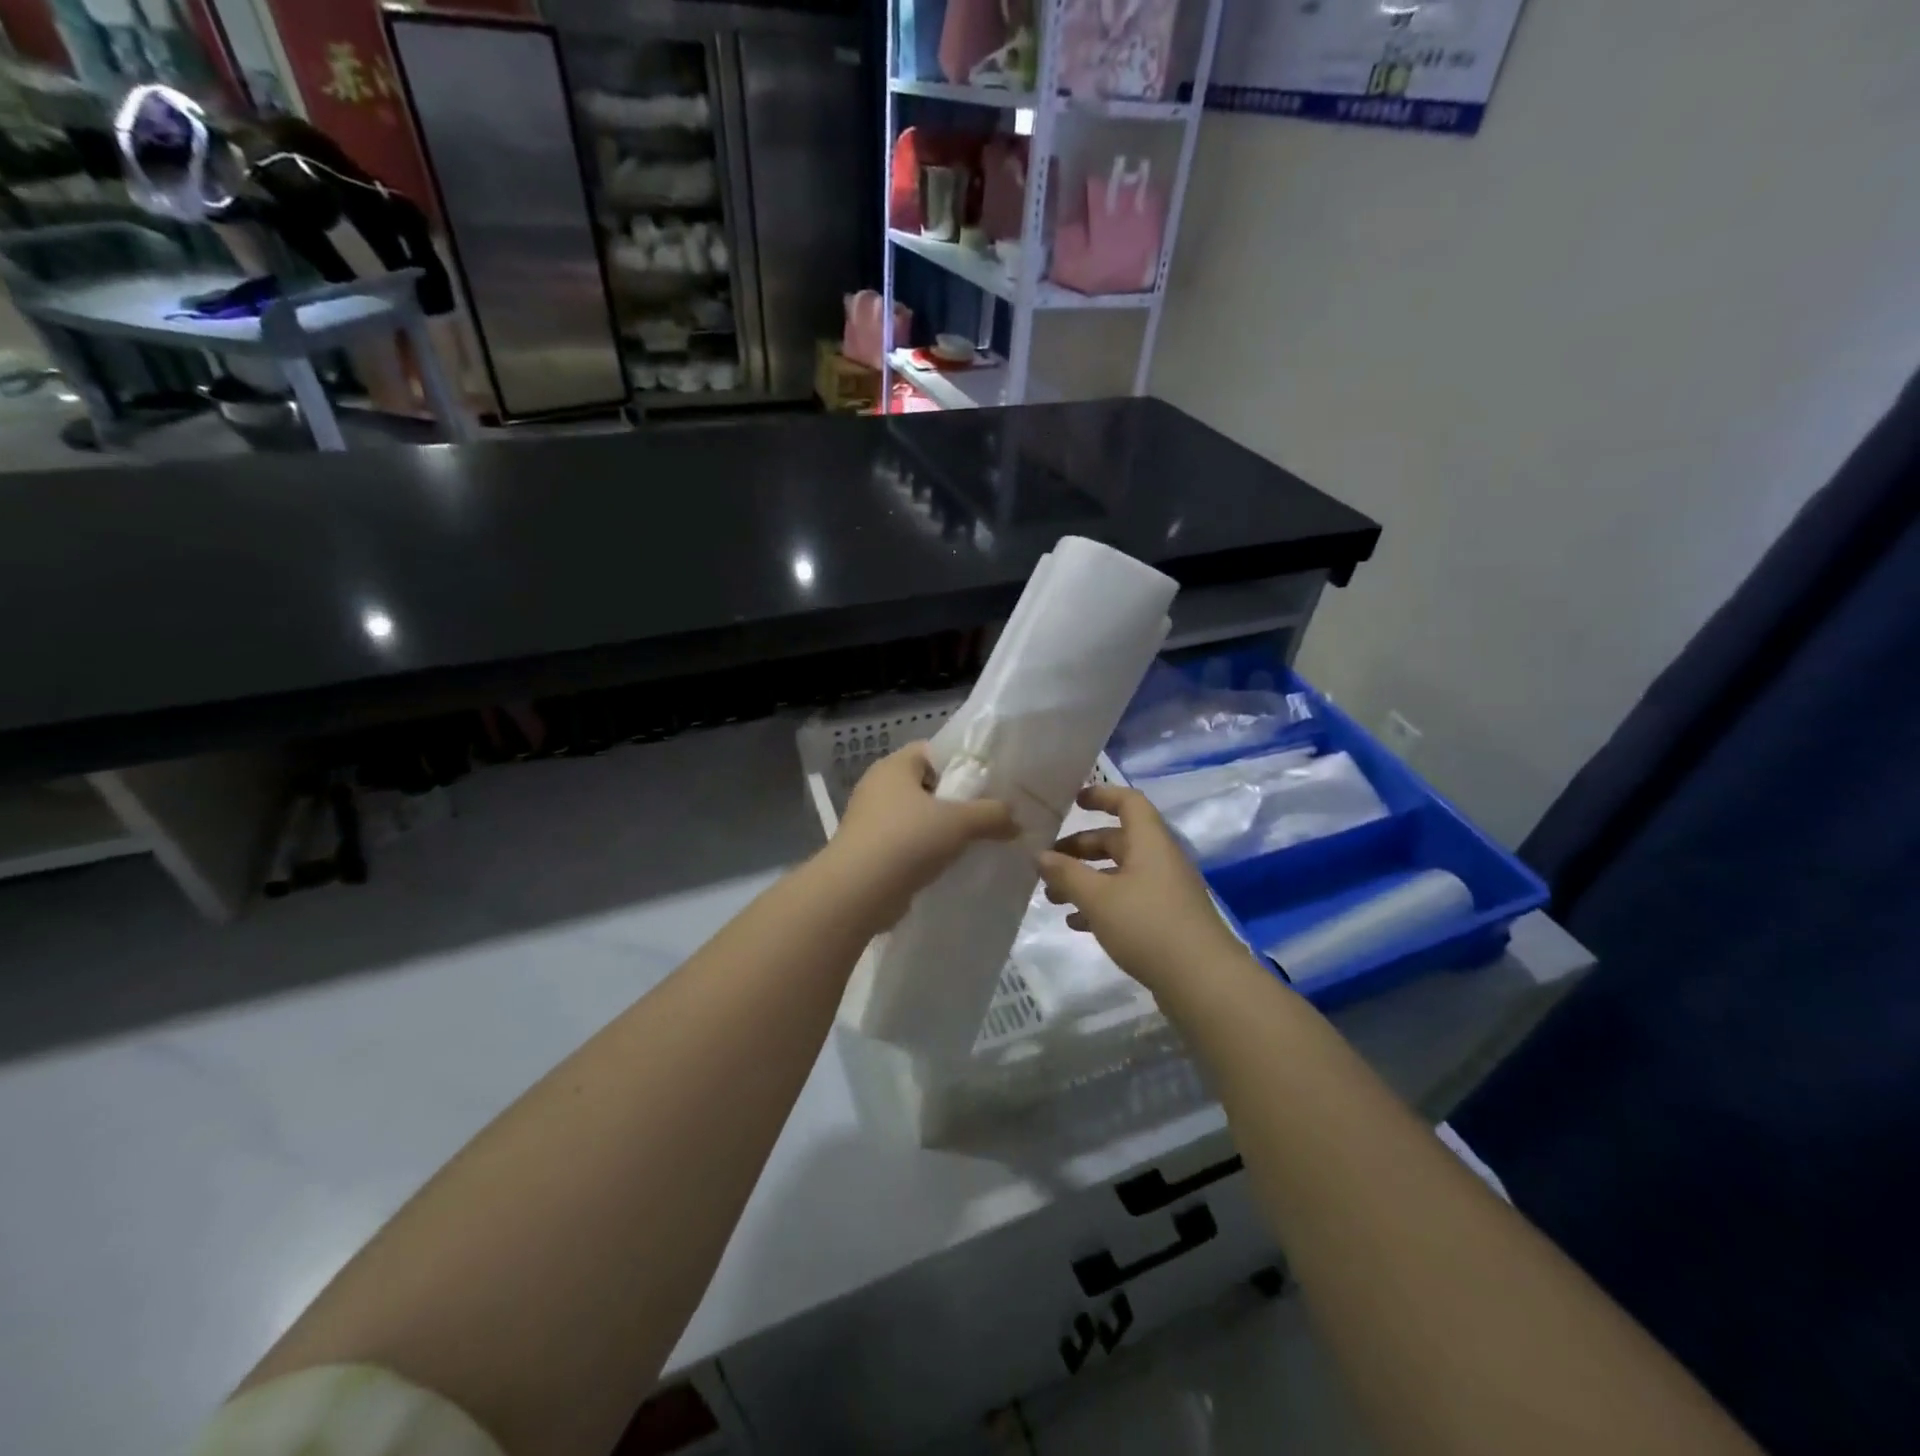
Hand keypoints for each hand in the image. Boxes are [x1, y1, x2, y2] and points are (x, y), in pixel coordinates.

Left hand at [821, 742, 1016, 928]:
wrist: (858, 893)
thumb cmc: (907, 840)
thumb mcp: (960, 822)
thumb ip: (993, 814)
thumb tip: (1015, 819)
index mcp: (894, 767)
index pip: (932, 752)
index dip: (961, 763)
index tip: (987, 784)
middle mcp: (878, 787)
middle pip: (927, 785)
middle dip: (956, 801)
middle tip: (987, 815)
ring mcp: (870, 821)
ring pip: (917, 817)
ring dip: (941, 830)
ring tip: (974, 843)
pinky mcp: (869, 852)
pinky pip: (907, 844)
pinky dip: (926, 852)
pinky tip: (949, 865)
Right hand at [1038, 783, 1251, 995]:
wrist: (1202, 981)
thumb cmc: (1147, 925)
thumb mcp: (1098, 897)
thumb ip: (1066, 873)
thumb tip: (1040, 855)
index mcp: (1149, 842)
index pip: (1128, 802)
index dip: (1101, 795)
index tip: (1072, 801)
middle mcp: (1159, 860)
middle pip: (1117, 840)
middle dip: (1080, 848)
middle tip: (1047, 862)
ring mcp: (1165, 892)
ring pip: (1118, 874)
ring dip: (1086, 880)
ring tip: (1052, 897)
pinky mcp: (1165, 921)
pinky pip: (1127, 901)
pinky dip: (1101, 906)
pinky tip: (1076, 923)